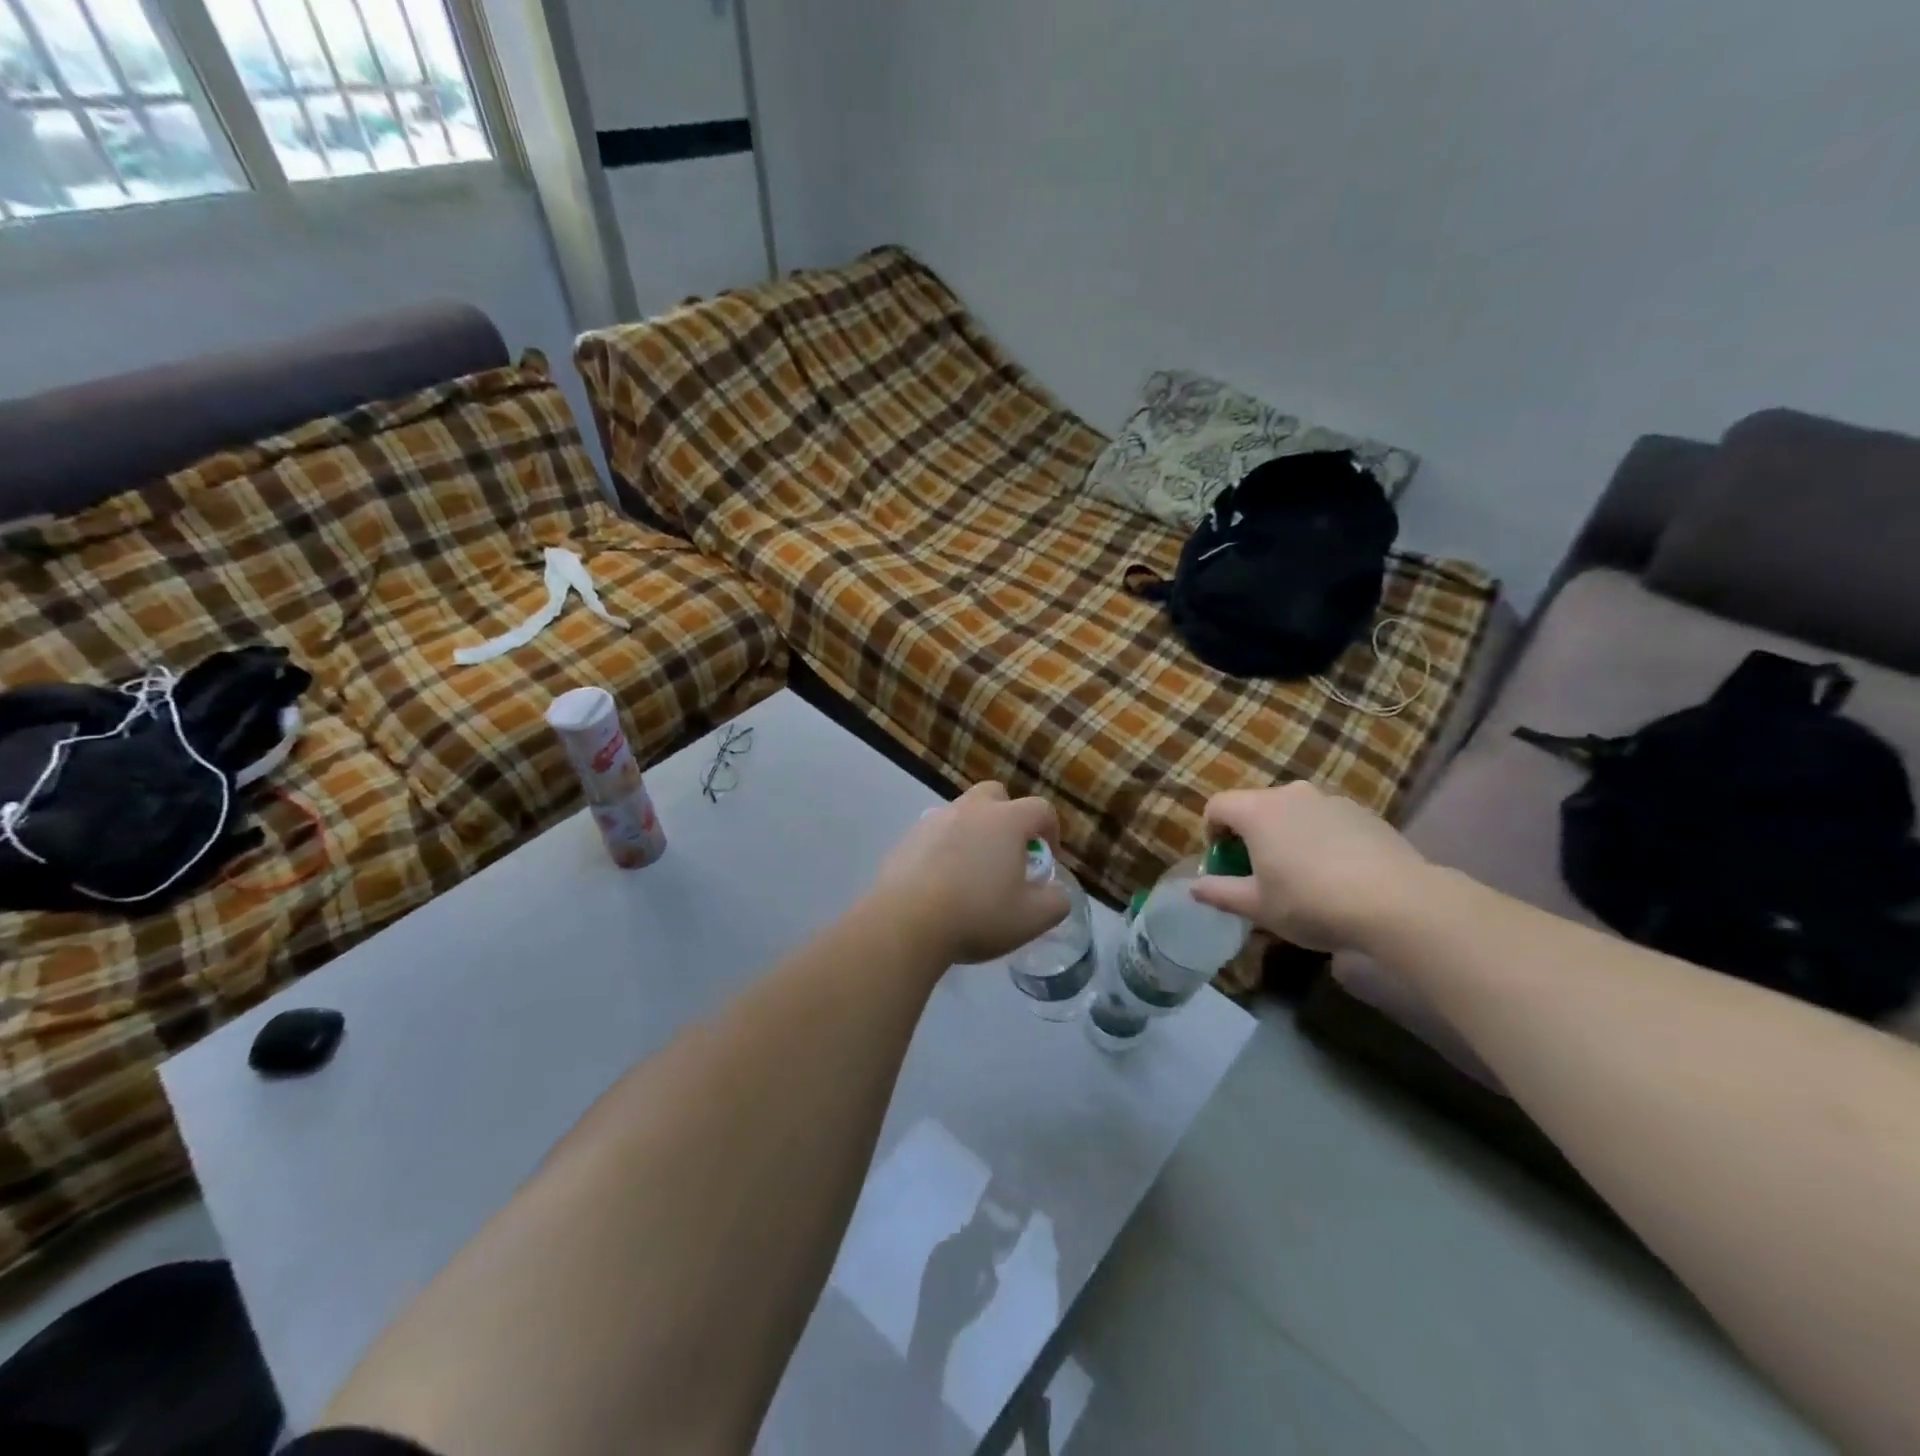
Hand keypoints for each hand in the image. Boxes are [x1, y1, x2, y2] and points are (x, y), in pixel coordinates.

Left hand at [870, 783, 1069, 964]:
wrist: (905, 922)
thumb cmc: (977, 915)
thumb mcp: (1032, 918)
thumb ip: (1056, 901)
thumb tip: (1055, 890)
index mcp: (1006, 820)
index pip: (1040, 809)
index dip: (1050, 830)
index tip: (1047, 857)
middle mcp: (971, 810)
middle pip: (995, 795)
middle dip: (1007, 816)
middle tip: (1008, 853)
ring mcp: (934, 820)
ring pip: (962, 813)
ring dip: (973, 832)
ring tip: (972, 871)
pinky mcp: (907, 839)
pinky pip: (935, 834)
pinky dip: (944, 848)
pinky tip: (940, 882)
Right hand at [1190, 783, 1430, 951]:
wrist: (1398, 904)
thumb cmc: (1312, 903)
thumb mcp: (1258, 907)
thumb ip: (1220, 893)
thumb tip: (1195, 888)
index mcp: (1257, 811)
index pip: (1217, 806)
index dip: (1211, 833)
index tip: (1224, 863)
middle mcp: (1291, 794)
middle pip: (1255, 806)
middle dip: (1250, 835)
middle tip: (1260, 873)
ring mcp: (1331, 800)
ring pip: (1293, 812)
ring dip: (1286, 835)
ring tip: (1302, 874)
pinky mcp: (1364, 812)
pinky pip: (1326, 820)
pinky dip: (1320, 838)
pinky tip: (1337, 873)